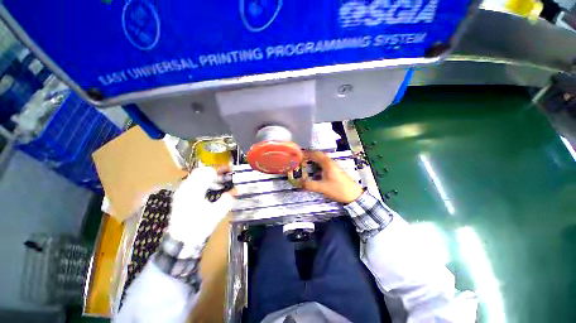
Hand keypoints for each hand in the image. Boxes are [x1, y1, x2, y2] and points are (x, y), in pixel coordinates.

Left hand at [168, 167, 234, 256]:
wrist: (181, 242)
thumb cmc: (199, 227)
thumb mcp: (216, 214)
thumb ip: (227, 200)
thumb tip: (235, 191)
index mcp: (194, 191)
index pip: (207, 173)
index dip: (220, 170)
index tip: (230, 169)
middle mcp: (185, 188)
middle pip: (200, 171)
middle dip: (214, 171)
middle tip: (226, 174)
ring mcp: (181, 192)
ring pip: (196, 176)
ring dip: (209, 176)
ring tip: (221, 182)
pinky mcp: (181, 197)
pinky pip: (193, 183)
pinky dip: (204, 182)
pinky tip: (212, 189)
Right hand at [302, 151, 362, 203]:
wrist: (354, 195)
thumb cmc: (338, 189)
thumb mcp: (322, 188)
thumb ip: (310, 185)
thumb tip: (299, 183)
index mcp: (327, 163)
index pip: (315, 154)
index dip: (306, 154)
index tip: (298, 155)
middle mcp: (330, 162)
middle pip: (318, 155)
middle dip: (308, 156)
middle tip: (300, 159)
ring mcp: (334, 165)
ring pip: (321, 159)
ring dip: (313, 159)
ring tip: (305, 163)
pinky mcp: (335, 170)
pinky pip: (324, 163)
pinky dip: (317, 164)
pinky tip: (314, 170)